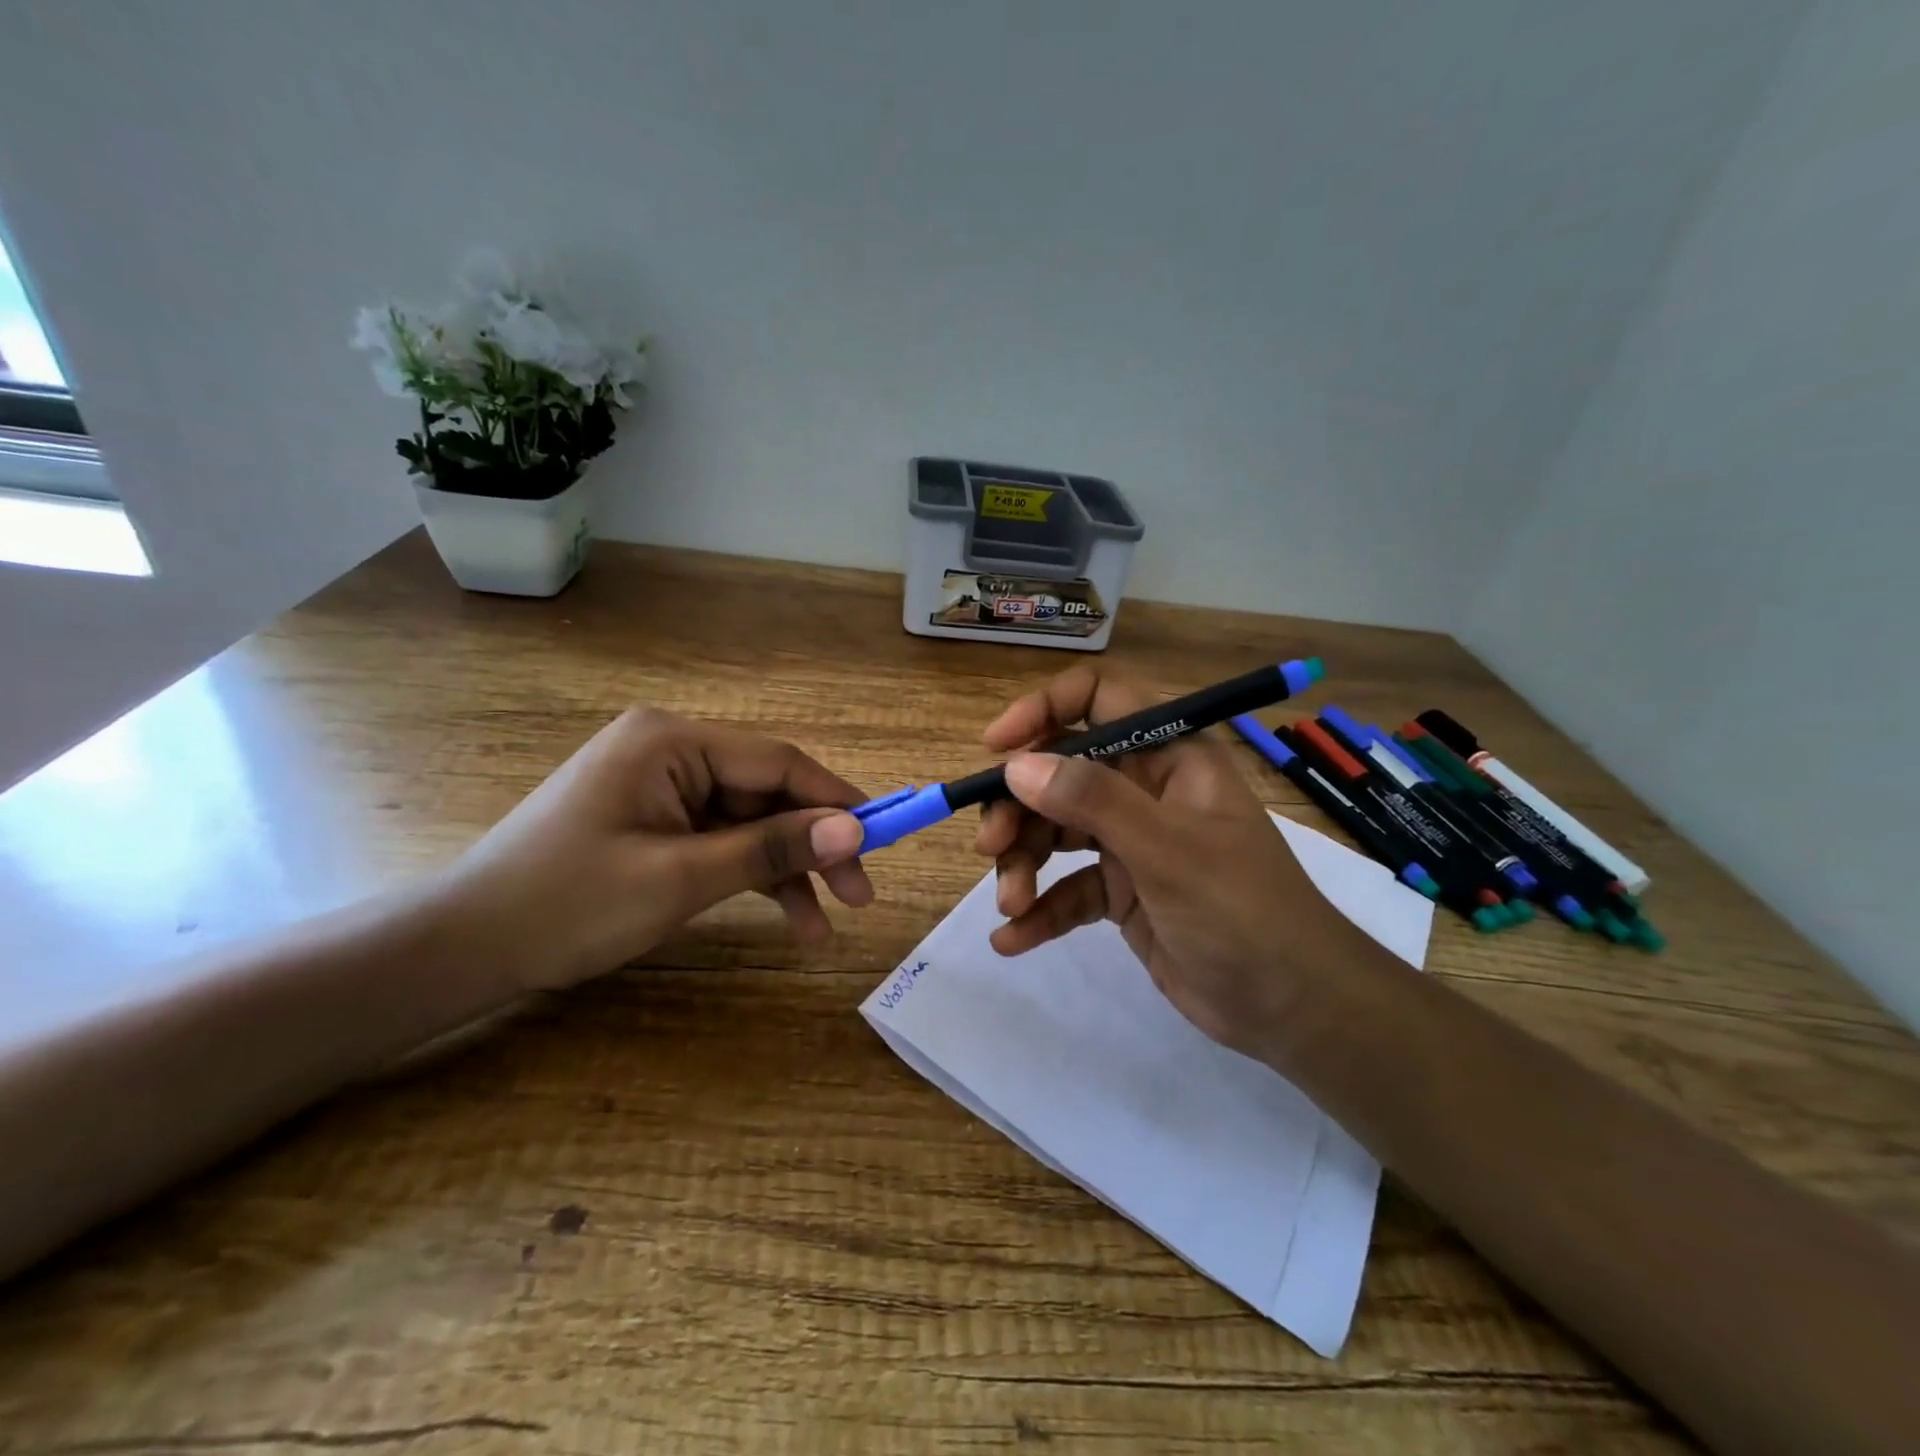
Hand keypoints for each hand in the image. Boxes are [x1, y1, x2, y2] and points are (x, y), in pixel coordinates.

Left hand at [438, 708, 872, 990]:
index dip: (837, 800)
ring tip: (825, 925)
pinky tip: (788, 917)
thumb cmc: (568, 904)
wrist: (466, 948)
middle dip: (814, 845)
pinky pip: (722, 840)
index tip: (884, 837)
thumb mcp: (680, 878)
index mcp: (672, 741)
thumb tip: (854, 830)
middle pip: (768, 793)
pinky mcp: (657, 819)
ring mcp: (664, 786)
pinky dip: (752, 875)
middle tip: (860, 895)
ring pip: (751, 822)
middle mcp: (673, 750)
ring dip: (787, 870)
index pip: (778, 763)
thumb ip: (771, 848)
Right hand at [975, 667, 1367, 1062]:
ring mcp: (1132, 842)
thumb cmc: (1243, 912)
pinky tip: (1012, 940)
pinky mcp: (1122, 892)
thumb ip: (1094, 802)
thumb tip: (1017, 766)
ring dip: (1023, 863)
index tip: (997, 748)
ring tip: (1010, 904)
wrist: (1291, 1008)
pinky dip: (1040, 910)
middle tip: (991, 846)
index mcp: (1168, 756)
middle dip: (1020, 807)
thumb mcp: (1169, 851)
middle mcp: (1145, 789)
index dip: (1043, 710)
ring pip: (1056, 831)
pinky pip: (1068, 888)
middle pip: (1061, 772)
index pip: (1099, 700)